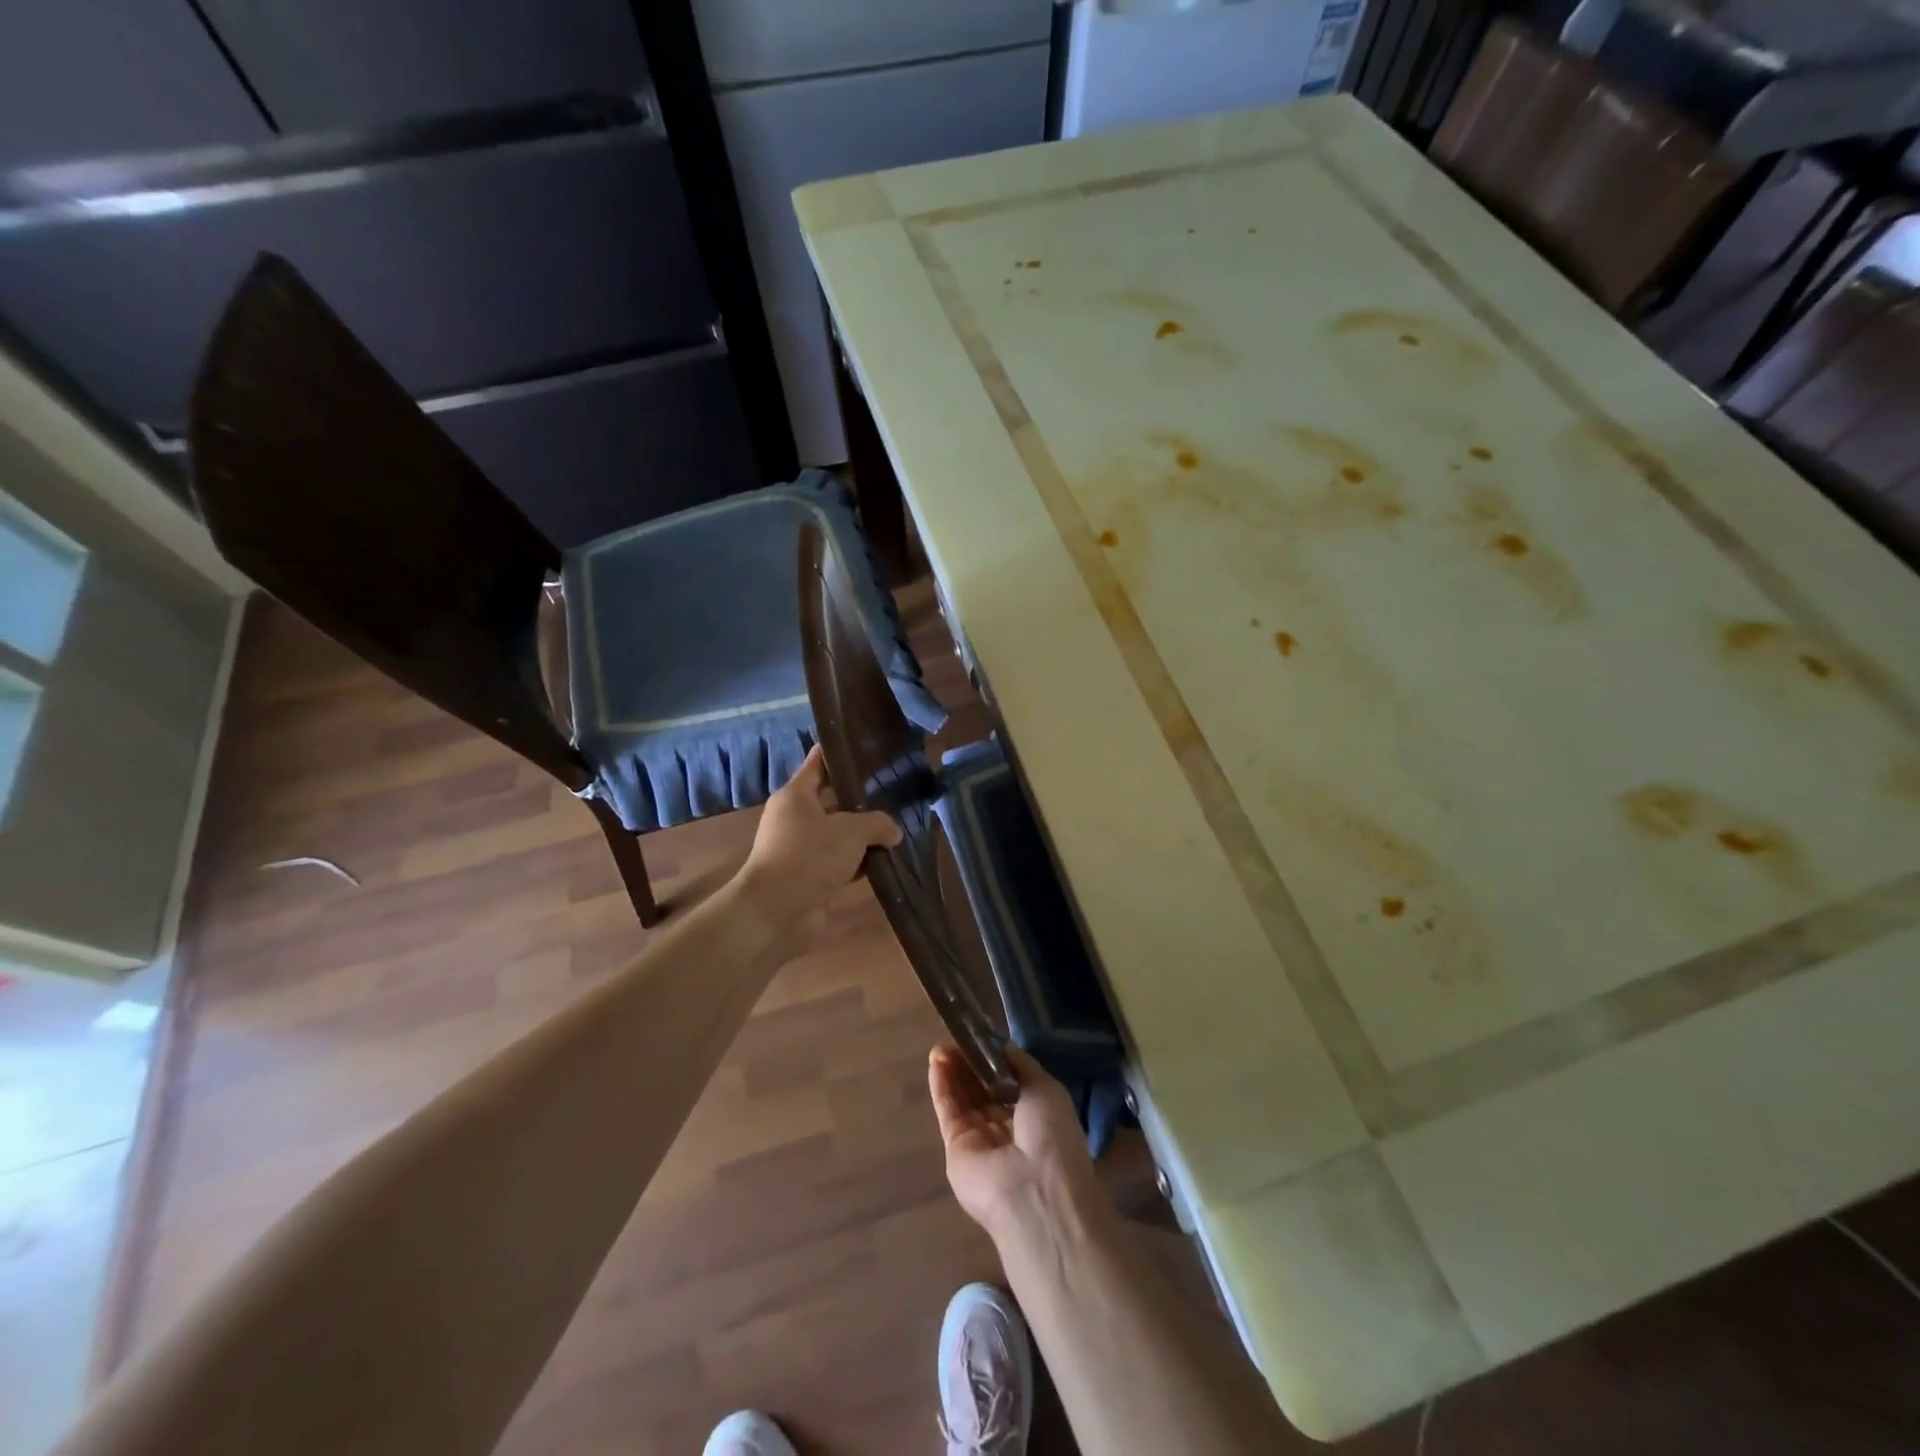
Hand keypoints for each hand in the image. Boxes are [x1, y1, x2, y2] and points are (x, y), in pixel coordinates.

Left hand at [737, 745, 901, 939]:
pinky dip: (859, 863)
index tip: (867, 745)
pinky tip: (886, 861)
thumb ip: (878, 824)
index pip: (819, 762)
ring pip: (838, 834)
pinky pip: (839, 862)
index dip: (840, 752)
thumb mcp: (851, 831)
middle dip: (861, 798)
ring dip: (862, 835)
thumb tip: (893, 832)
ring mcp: (800, 849)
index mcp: (796, 795)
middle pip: (832, 800)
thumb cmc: (809, 857)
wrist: (777, 912)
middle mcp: (795, 818)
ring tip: (898, 826)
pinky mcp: (809, 877)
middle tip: (894, 790)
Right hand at [929, 1043, 1102, 1244]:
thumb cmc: (1051, 1135)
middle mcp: (1008, 1129)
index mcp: (1036, 1116)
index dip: (994, 1060)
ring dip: (954, 1071)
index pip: (1009, 1083)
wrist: (1033, 1192)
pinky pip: (949, 1112)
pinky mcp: (956, 1150)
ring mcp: (981, 1141)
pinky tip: (936, 1061)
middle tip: (956, 1037)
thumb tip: (1002, 1045)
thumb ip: (1021, 1065)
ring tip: (942, 1044)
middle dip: (971, 1063)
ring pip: (964, 1099)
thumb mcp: (1046, 1088)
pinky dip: (942, 1086)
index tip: (981, 1037)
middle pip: (983, 1090)